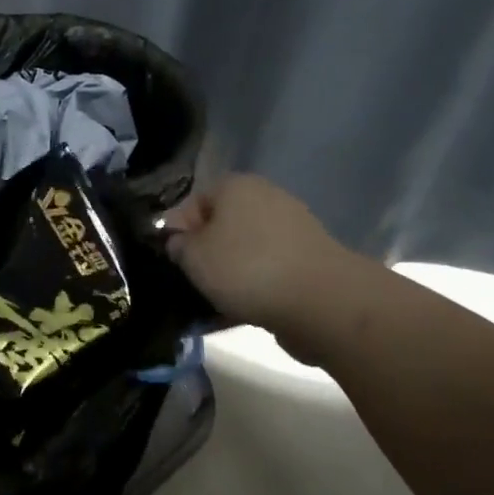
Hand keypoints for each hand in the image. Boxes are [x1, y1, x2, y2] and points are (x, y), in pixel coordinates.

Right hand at [161, 174, 357, 336]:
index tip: (171, 259)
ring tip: (215, 300)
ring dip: (229, 271)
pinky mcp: (309, 258)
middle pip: (222, 225)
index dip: (176, 230)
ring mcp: (293, 228)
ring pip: (245, 249)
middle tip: (192, 280)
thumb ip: (177, 245)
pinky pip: (268, 269)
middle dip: (205, 252)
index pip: (193, 202)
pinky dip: (254, 285)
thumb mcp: (192, 256)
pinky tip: (242, 308)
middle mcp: (266, 197)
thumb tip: (180, 242)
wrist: (322, 301)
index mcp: (235, 186)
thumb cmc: (245, 268)